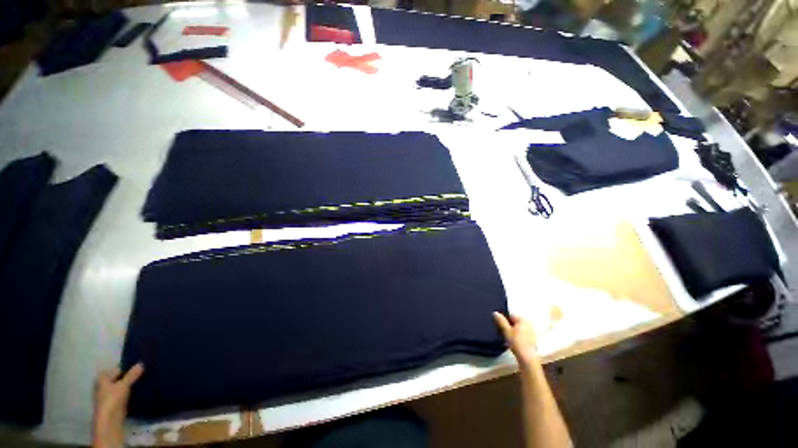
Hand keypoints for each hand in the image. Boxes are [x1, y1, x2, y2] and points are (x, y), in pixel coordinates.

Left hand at [92, 363, 143, 447]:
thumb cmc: (112, 399)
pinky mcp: (114, 402)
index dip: (129, 368)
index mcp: (103, 377)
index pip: (119, 369)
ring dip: (131, 385)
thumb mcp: (124, 385)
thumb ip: (132, 374)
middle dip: (131, 376)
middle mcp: (103, 384)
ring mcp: (108, 394)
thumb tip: (141, 363)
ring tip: (144, 381)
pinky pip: (123, 393)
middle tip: (144, 374)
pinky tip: (139, 391)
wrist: (109, 419)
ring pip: (122, 386)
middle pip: (120, 377)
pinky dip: (130, 392)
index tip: (141, 368)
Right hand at [493, 312, 538, 367]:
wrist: (527, 358)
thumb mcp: (506, 331)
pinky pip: (522, 334)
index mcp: (523, 319)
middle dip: (508, 327)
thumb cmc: (517, 343)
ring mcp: (531, 332)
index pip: (510, 315)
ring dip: (512, 332)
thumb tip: (495, 312)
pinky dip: (517, 337)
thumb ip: (501, 321)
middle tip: (503, 333)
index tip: (500, 327)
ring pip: (518, 329)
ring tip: (508, 340)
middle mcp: (529, 323)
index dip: (504, 321)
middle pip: (514, 322)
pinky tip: (513, 343)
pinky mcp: (532, 339)